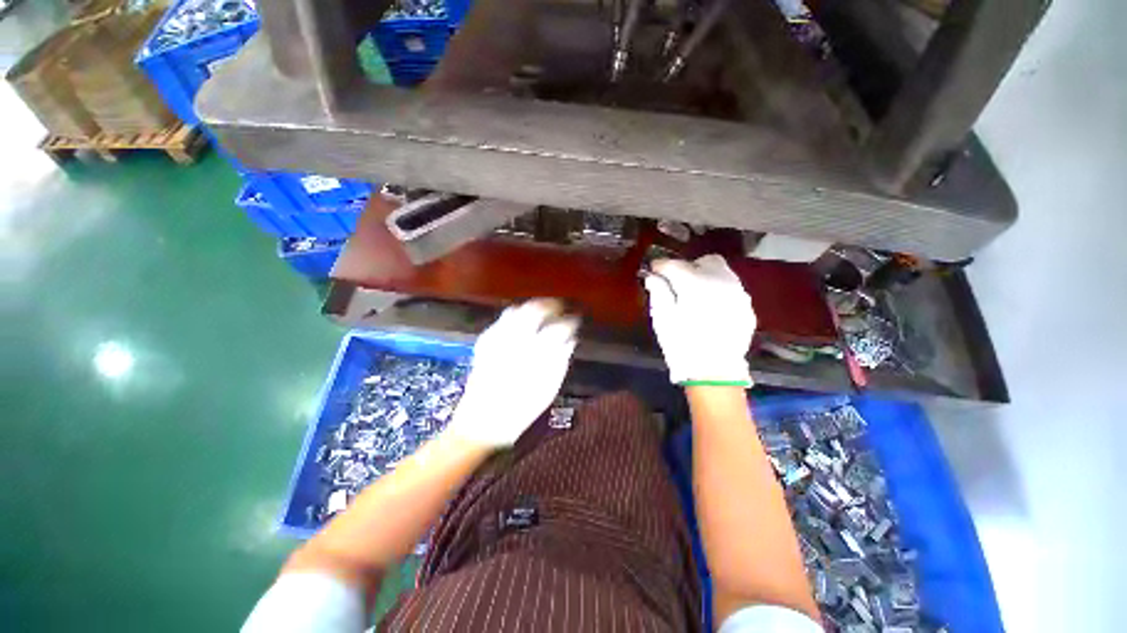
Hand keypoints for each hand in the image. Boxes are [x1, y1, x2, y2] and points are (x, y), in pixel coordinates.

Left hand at [447, 299, 579, 447]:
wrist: (481, 423)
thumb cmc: (520, 411)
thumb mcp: (548, 390)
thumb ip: (560, 361)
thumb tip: (570, 340)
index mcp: (534, 354)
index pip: (557, 327)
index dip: (569, 321)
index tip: (575, 320)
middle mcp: (514, 341)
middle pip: (534, 309)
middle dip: (550, 305)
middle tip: (559, 308)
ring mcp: (496, 339)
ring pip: (516, 310)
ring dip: (531, 307)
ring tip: (542, 313)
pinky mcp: (484, 343)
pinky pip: (501, 320)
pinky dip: (514, 316)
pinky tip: (520, 325)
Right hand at [643, 255, 755, 385]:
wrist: (715, 373)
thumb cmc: (682, 345)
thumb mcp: (662, 319)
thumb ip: (658, 292)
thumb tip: (654, 276)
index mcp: (696, 284)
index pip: (675, 265)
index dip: (661, 265)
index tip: (654, 270)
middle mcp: (722, 282)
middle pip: (705, 261)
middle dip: (688, 267)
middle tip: (676, 282)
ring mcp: (738, 294)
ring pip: (721, 272)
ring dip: (705, 276)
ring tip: (693, 294)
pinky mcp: (746, 307)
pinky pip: (731, 288)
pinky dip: (718, 290)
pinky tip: (709, 307)